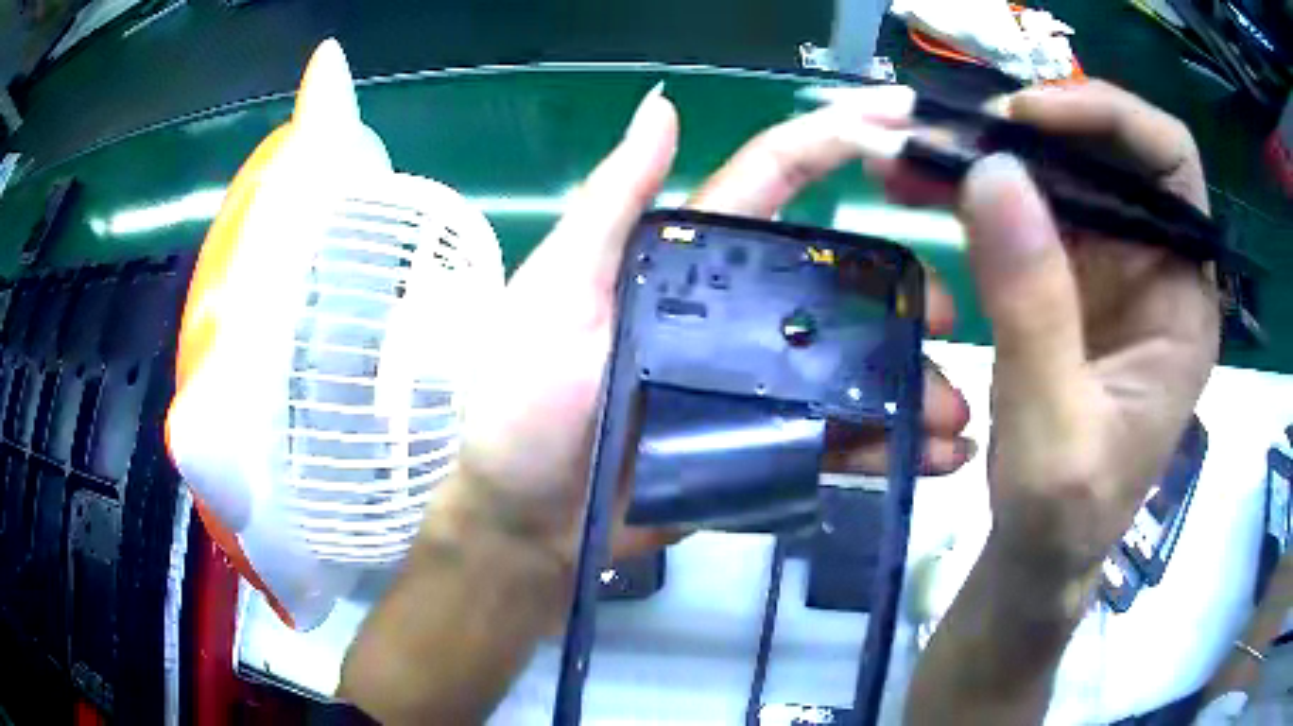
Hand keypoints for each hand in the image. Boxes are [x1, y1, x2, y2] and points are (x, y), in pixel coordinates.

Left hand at [453, 84, 974, 566]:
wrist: (528, 521)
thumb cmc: (527, 403)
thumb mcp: (556, 289)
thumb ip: (614, 201)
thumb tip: (661, 104)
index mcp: (693, 259)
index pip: (775, 178)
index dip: (835, 139)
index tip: (903, 117)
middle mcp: (736, 311)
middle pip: (839, 281)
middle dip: (902, 291)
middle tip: (947, 320)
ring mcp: (758, 385)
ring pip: (855, 366)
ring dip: (912, 382)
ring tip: (955, 417)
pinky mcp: (766, 449)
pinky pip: (841, 439)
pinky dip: (891, 447)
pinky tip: (935, 460)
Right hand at [903, 82, 1218, 723]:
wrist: (1038, 558)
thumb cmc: (1064, 516)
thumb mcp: (1055, 430)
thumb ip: (1035, 307)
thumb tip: (991, 173)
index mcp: (1183, 300)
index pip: (1170, 165)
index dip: (1108, 117)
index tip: (1027, 117)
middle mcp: (1155, 269)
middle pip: (1106, 156)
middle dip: (1032, 130)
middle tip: (952, 131)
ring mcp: (1110, 272)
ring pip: (1058, 176)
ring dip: (990, 156)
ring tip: (917, 152)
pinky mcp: (1068, 284)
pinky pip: (1025, 212)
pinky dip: (975, 192)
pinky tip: (924, 188)